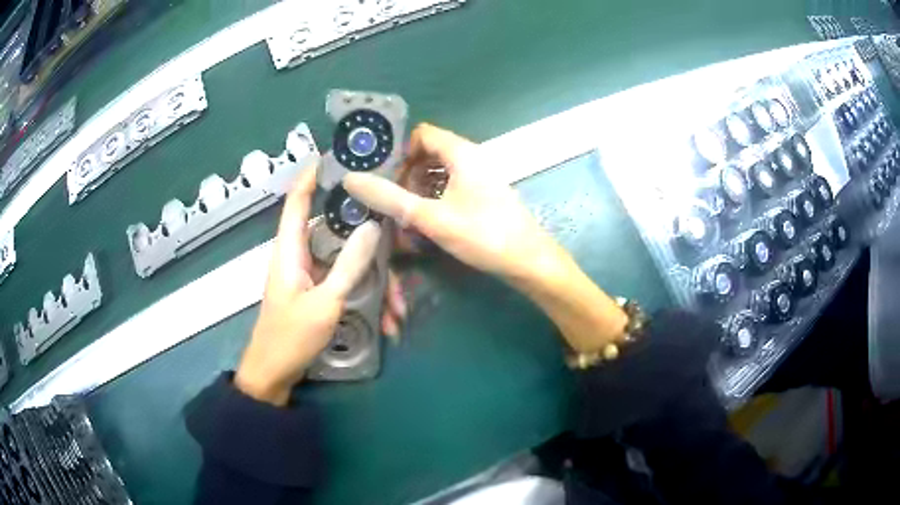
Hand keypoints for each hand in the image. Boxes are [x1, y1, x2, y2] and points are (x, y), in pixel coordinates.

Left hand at [235, 157, 381, 405]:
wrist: (274, 375)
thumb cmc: (290, 337)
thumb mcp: (325, 302)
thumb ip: (348, 264)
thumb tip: (372, 226)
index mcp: (290, 250)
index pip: (296, 201)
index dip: (310, 176)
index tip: (332, 156)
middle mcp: (300, 256)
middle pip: (334, 232)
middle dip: (368, 240)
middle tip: (398, 240)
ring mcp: (310, 276)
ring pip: (347, 262)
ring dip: (376, 281)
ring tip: (398, 309)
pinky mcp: (318, 293)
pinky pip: (347, 284)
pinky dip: (367, 297)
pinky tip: (387, 321)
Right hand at [343, 123, 568, 283]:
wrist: (529, 262)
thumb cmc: (483, 235)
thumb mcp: (431, 217)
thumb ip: (390, 198)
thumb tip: (351, 179)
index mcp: (462, 152)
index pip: (422, 134)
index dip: (400, 151)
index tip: (385, 178)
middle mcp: (473, 158)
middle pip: (430, 152)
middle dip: (407, 173)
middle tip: (393, 201)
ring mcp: (481, 177)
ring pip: (441, 172)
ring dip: (420, 189)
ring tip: (407, 215)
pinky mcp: (485, 195)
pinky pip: (453, 187)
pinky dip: (436, 198)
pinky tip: (428, 222)